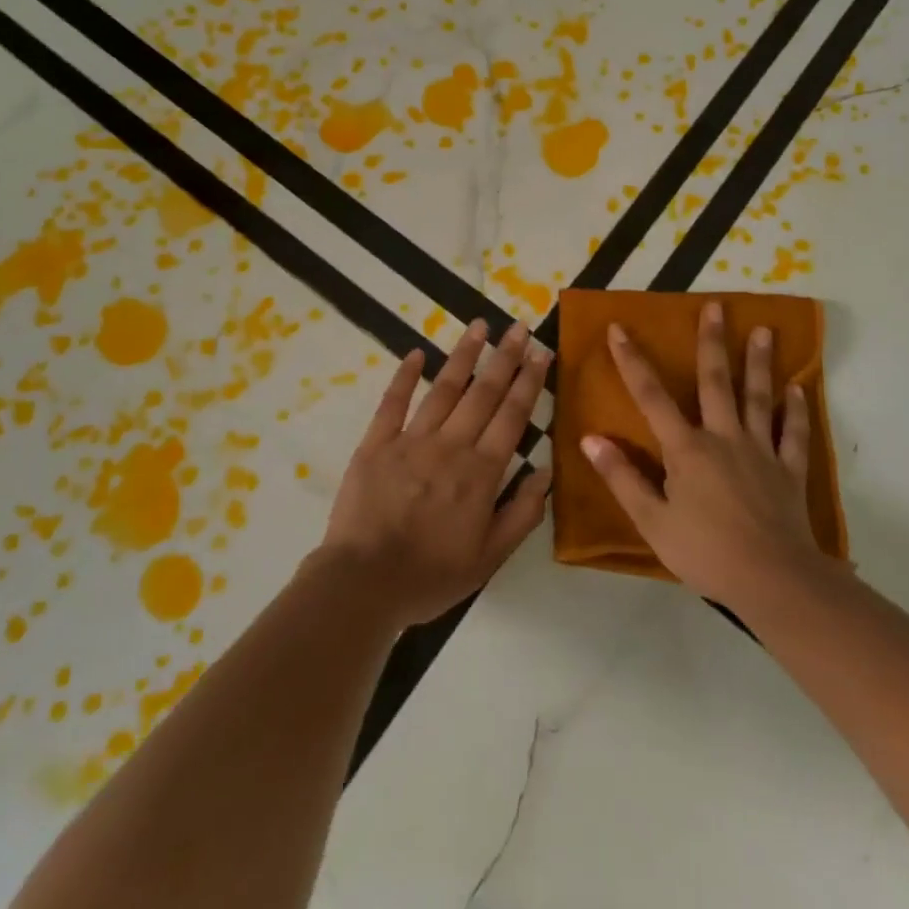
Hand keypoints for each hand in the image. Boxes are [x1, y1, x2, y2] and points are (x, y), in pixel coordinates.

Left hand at [313, 319, 551, 627]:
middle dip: (504, 357)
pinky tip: (417, 353)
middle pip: (483, 392)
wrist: (363, 583)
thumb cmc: (431, 574)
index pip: (512, 415)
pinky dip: (405, 376)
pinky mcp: (376, 444)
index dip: (529, 381)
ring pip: (444, 389)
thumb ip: (522, 513)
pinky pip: (393, 403)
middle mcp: (451, 445)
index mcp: (481, 471)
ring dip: (464, 355)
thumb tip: (545, 470)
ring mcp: (411, 440)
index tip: (541, 351)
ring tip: (479, 325)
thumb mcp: (490, 557)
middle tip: (519, 327)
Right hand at [582, 300, 827, 608]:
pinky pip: (794, 434)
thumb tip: (590, 438)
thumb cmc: (705, 552)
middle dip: (713, 342)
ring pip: (759, 398)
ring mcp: (761, 450)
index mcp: (686, 449)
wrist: (772, 579)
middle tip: (717, 306)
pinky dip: (797, 411)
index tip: (619, 328)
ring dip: (760, 363)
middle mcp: (724, 437)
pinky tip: (800, 390)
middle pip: (716, 382)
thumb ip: (622, 478)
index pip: (651, 396)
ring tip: (765, 331)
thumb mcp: (652, 521)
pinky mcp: (788, 470)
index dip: (632, 361)